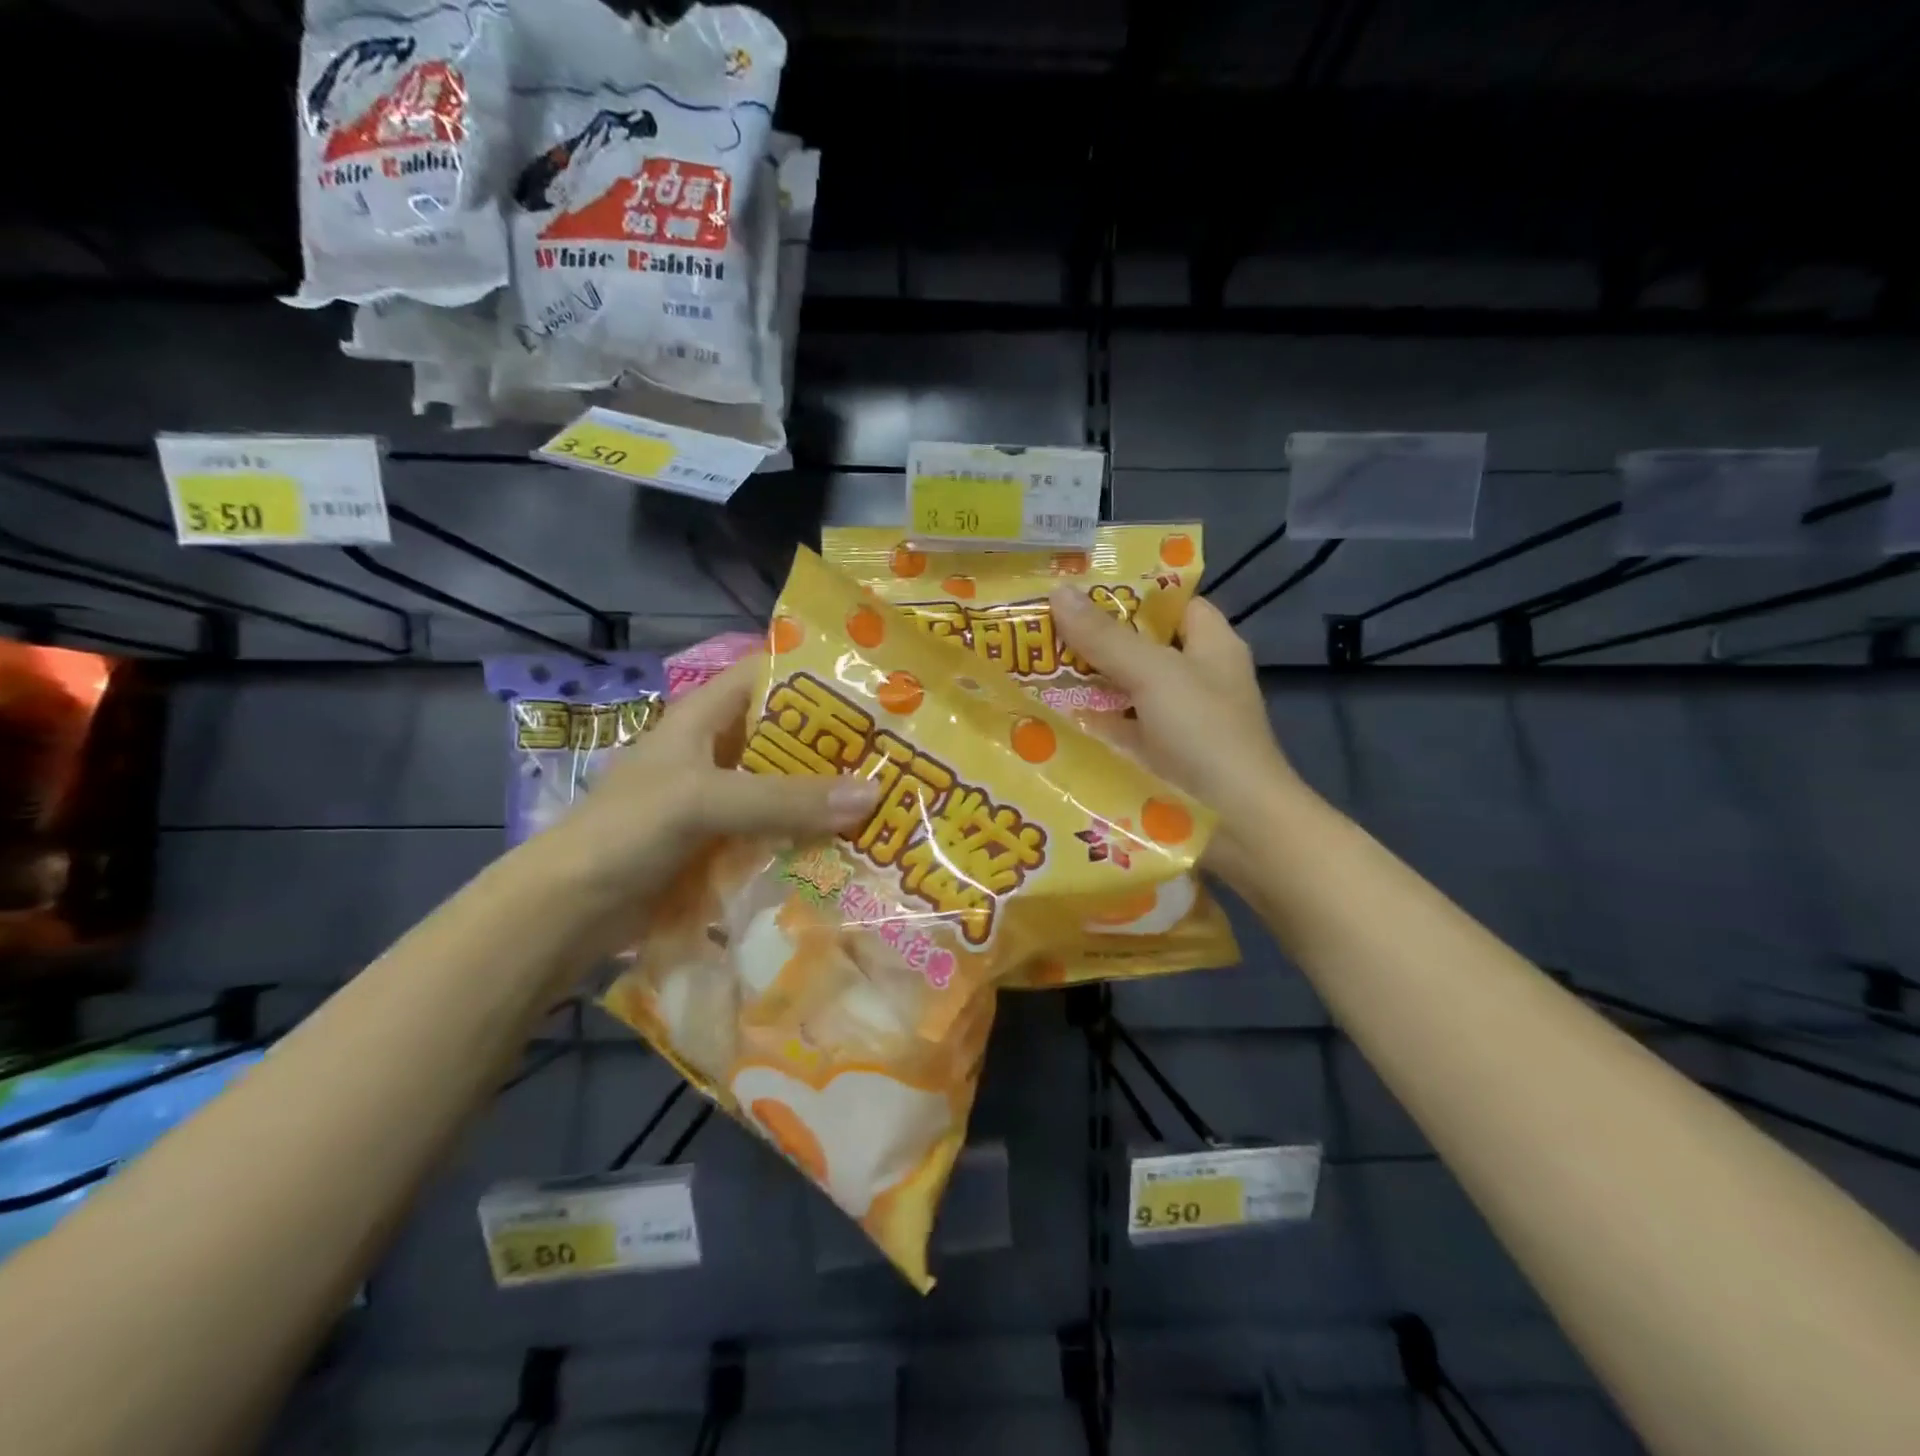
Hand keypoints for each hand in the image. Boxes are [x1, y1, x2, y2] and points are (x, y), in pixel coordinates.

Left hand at [546, 657, 879, 896]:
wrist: (569, 909)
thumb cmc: (626, 831)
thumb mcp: (704, 800)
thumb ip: (784, 798)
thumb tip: (873, 795)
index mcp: (705, 716)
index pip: (769, 673)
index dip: (818, 672)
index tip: (876, 686)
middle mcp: (719, 750)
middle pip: (788, 734)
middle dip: (838, 742)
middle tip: (900, 752)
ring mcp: (722, 799)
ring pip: (787, 786)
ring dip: (829, 794)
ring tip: (890, 799)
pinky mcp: (725, 843)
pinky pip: (778, 830)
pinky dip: (810, 835)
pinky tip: (851, 846)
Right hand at [1050, 587, 1302, 888]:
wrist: (1234, 827)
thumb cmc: (1204, 736)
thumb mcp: (1155, 675)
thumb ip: (1106, 636)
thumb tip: (1059, 590)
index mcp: (1209, 646)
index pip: (1170, 603)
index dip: (1128, 591)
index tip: (1074, 586)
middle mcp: (1192, 679)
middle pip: (1137, 647)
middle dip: (1090, 638)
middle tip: (1033, 625)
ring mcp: (1171, 722)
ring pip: (1121, 690)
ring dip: (1082, 683)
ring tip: (1024, 665)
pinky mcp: (1152, 758)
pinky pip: (1113, 730)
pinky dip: (1084, 724)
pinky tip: (1041, 717)